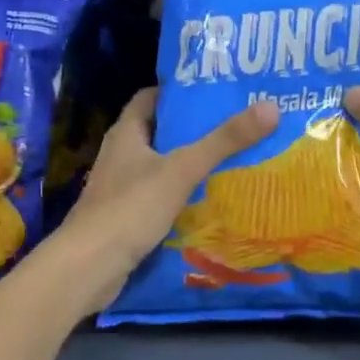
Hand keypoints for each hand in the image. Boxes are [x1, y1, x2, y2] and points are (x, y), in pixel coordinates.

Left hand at [53, 89, 278, 314]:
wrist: (88, 268)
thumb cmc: (130, 208)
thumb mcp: (182, 169)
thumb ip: (224, 141)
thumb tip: (271, 108)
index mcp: (126, 133)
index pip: (151, 98)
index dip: (179, 92)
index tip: (214, 91)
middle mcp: (121, 155)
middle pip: (160, 131)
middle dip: (193, 128)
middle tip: (234, 125)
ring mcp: (121, 188)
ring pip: (161, 166)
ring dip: (189, 163)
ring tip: (231, 159)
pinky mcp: (126, 217)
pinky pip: (160, 196)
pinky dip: (182, 194)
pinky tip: (209, 200)